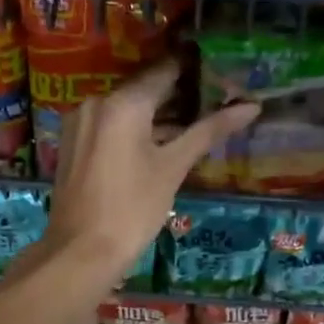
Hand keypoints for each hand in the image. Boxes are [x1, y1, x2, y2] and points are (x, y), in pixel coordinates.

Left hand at [35, 59, 259, 294]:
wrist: (81, 253)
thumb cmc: (133, 209)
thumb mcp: (173, 168)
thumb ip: (209, 131)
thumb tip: (251, 106)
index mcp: (123, 103)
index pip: (165, 71)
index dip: (195, 71)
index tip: (221, 74)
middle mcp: (96, 102)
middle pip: (144, 88)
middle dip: (178, 94)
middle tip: (215, 100)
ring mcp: (80, 123)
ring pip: (126, 108)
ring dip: (156, 114)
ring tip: (193, 122)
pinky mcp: (72, 143)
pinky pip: (109, 124)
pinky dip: (133, 128)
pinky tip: (157, 143)